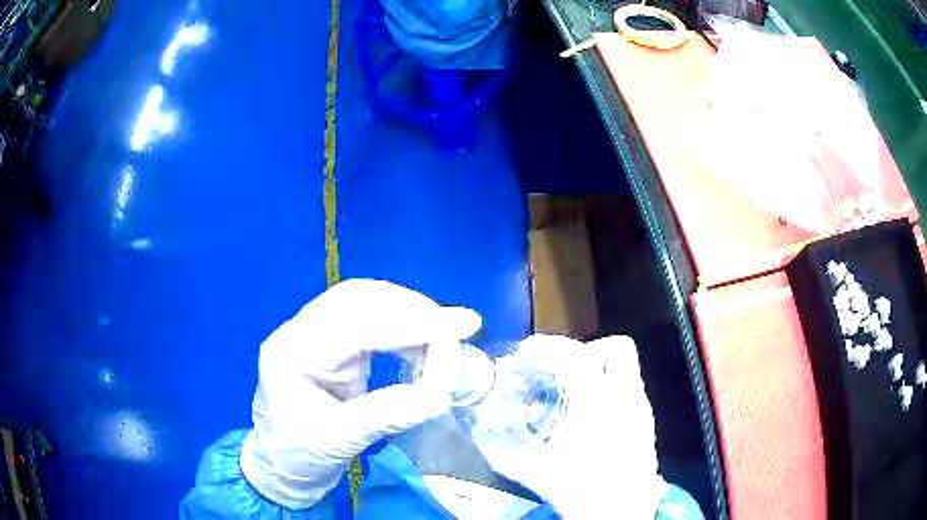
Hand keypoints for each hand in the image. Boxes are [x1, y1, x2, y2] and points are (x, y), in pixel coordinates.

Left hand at [240, 279, 480, 508]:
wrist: (277, 463)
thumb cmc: (299, 456)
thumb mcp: (339, 441)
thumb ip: (387, 415)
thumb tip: (441, 393)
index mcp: (292, 354)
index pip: (356, 326)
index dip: (411, 323)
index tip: (461, 325)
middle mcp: (298, 332)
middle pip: (356, 298)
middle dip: (410, 309)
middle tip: (455, 328)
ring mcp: (310, 333)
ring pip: (362, 301)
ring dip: (405, 313)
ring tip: (442, 336)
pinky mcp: (325, 341)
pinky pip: (364, 318)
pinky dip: (397, 326)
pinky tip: (418, 343)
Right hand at [479, 334, 667, 517]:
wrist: (619, 512)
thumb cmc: (579, 490)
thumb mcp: (532, 472)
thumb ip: (500, 451)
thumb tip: (478, 433)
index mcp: (596, 403)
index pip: (573, 354)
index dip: (545, 347)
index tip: (526, 356)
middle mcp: (624, 397)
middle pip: (615, 347)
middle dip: (583, 352)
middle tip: (557, 372)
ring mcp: (641, 407)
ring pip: (626, 366)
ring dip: (598, 370)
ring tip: (574, 392)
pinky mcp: (647, 421)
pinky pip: (629, 388)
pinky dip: (609, 391)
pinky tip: (592, 417)